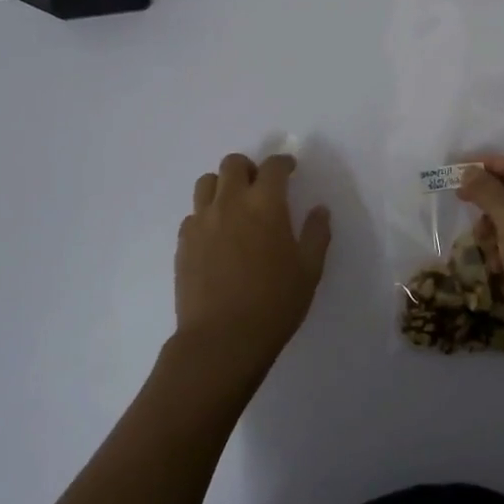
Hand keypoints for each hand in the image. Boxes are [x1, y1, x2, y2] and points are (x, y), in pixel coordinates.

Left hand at [174, 153, 332, 373]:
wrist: (222, 340)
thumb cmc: (274, 303)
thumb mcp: (309, 270)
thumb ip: (317, 234)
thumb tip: (320, 210)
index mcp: (265, 204)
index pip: (273, 167)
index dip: (284, 163)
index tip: (290, 169)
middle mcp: (230, 203)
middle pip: (233, 164)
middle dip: (249, 168)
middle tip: (260, 186)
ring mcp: (202, 221)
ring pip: (207, 182)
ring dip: (223, 185)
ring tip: (234, 205)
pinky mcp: (183, 242)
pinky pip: (193, 214)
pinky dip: (207, 214)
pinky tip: (217, 235)